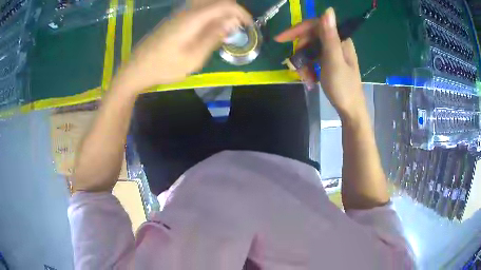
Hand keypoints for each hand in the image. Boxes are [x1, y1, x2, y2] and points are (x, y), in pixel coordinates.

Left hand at [116, 2, 252, 91]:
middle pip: (216, 0)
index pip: (224, 5)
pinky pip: (198, 9)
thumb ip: (213, 37)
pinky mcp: (175, 19)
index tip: (249, 25)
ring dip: (221, 12)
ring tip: (226, 28)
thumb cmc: (164, 67)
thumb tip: (231, 22)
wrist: (137, 69)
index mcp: (193, 18)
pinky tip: (210, 29)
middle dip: (232, 10)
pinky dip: (210, 15)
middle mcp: (187, 11)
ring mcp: (179, 14)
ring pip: (207, 4)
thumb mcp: (193, 57)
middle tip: (238, 27)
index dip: (240, 12)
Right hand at [275, 8, 364, 119]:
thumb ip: (330, 36)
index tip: (280, 39)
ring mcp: (333, 54)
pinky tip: (309, 80)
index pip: (315, 25)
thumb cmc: (343, 87)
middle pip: (311, 38)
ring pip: (310, 50)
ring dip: (303, 63)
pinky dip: (308, 68)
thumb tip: (328, 10)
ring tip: (305, 78)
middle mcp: (337, 44)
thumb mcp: (334, 61)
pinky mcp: (330, 63)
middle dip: (300, 52)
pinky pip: (314, 60)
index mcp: (340, 40)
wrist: (351, 111)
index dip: (297, 30)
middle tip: (296, 66)